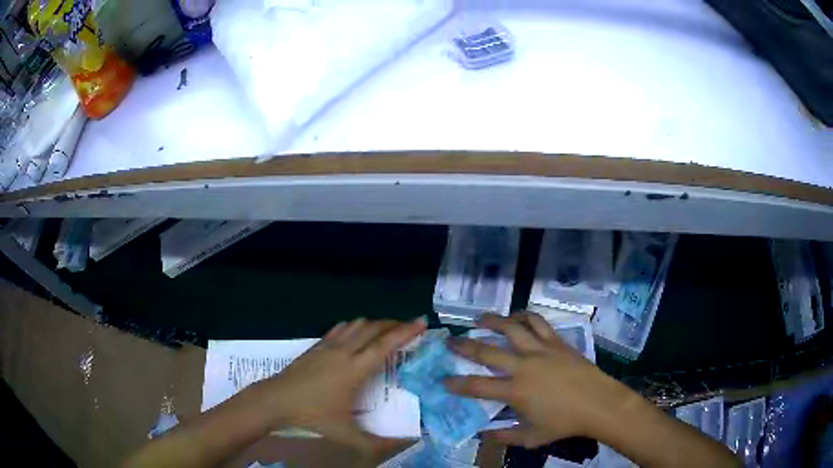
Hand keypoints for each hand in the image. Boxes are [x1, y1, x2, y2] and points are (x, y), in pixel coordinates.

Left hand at [250, 317, 425, 457]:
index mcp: (355, 370)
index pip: (385, 345)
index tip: (421, 322)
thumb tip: (402, 445)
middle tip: (409, 327)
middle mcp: (344, 352)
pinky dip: (354, 326)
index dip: (406, 332)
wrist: (275, 401)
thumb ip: (374, 443)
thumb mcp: (345, 434)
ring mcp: (327, 347)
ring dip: (375, 324)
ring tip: (386, 330)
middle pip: (373, 329)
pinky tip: (355, 333)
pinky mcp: (315, 347)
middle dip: (394, 324)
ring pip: (356, 325)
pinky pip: (340, 328)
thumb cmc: (311, 416)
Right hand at [445, 312, 635, 447]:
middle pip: (487, 351)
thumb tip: (485, 435)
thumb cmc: (565, 423)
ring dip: (493, 321)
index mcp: (515, 391)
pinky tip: (517, 316)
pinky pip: (538, 322)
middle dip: (464, 345)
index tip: (443, 379)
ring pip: (512, 328)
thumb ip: (505, 437)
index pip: (477, 386)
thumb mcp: (532, 437)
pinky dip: (524, 316)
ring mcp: (541, 350)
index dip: (456, 383)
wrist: (599, 403)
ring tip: (480, 319)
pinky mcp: (557, 342)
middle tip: (450, 340)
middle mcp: (524, 366)